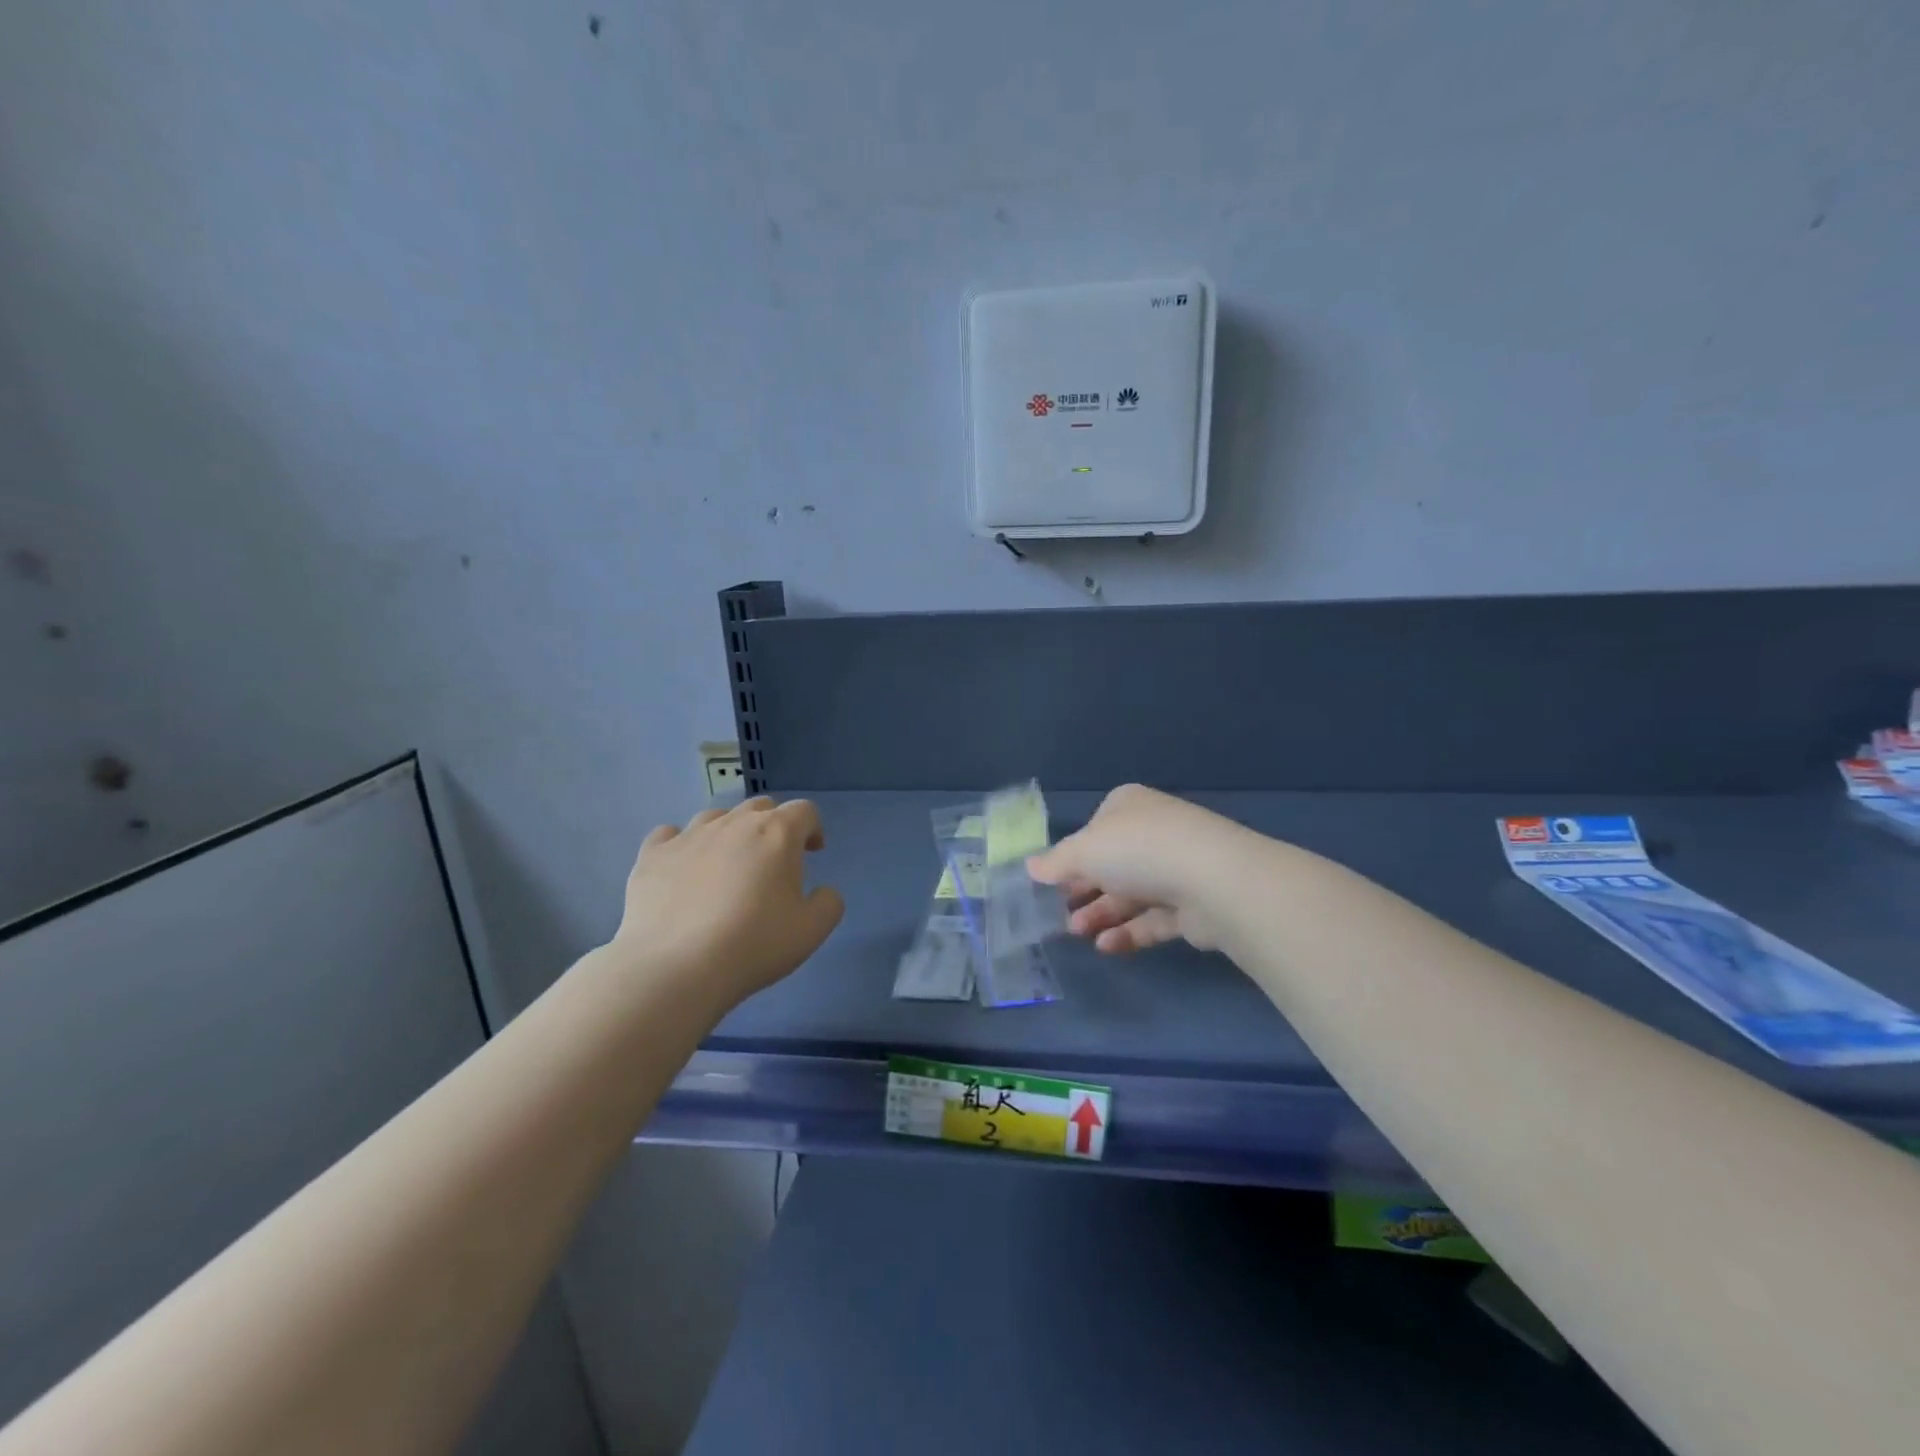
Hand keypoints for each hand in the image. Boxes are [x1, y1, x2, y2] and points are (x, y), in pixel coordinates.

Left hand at [611, 797, 843, 1011]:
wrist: (675, 967)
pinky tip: (682, 868)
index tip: (812, 853)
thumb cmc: (753, 944)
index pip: (804, 811)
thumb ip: (828, 903)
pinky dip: (681, 844)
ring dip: (729, 832)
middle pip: (760, 807)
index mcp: (777, 833)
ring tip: (727, 865)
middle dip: (772, 826)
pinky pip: (669, 834)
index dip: (812, 828)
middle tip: (772, 862)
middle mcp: (733, 823)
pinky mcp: (652, 855)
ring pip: (715, 816)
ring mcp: (688, 836)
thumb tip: (822, 892)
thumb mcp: (811, 931)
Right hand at [1027, 784, 1248, 953]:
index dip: (1072, 856)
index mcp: (1128, 806)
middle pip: (1111, 864)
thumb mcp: (1083, 850)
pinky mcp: (1193, 905)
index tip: (1050, 882)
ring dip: (1101, 914)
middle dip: (1084, 890)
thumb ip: (1055, 862)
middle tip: (1059, 914)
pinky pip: (1154, 919)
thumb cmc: (1137, 850)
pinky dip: (1129, 932)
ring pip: (1131, 894)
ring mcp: (1177, 868)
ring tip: (1077, 933)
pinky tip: (1106, 946)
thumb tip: (1030, 867)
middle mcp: (1154, 832)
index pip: (1094, 829)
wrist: (1211, 880)